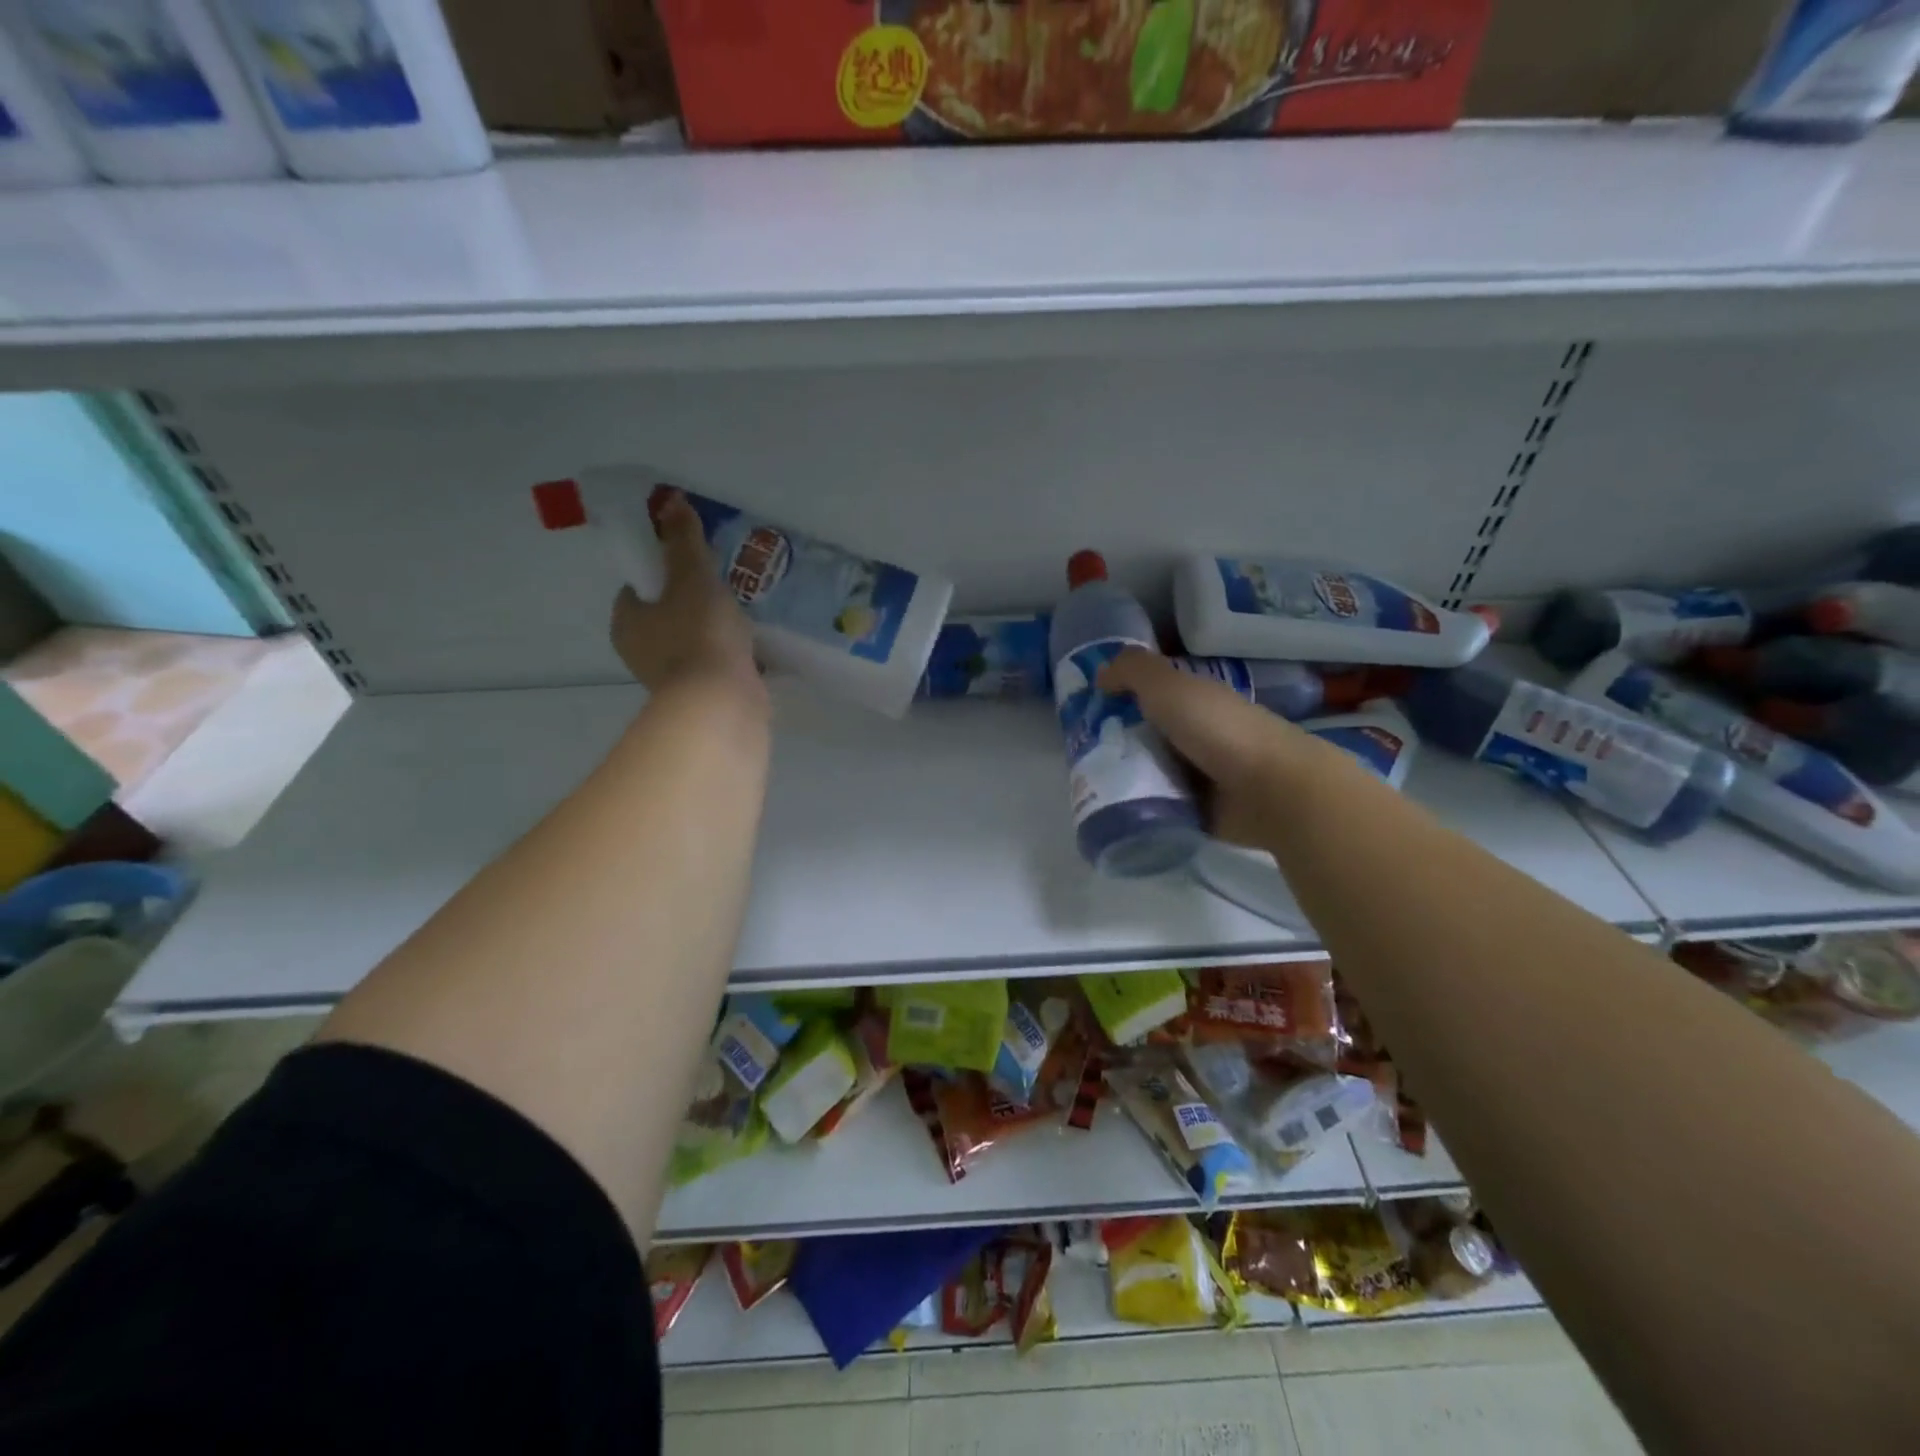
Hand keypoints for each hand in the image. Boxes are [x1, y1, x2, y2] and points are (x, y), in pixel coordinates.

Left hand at [610, 489, 759, 696]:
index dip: (663, 571)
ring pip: (691, 641)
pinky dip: (728, 656)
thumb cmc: (700, 635)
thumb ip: (683, 542)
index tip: (694, 565)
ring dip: (713, 631)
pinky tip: (752, 649)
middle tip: (725, 588)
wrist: (722, 703)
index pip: (638, 586)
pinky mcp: (700, 696)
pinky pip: (713, 665)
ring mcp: (671, 678)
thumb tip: (670, 501)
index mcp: (626, 621)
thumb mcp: (693, 577)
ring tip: (745, 617)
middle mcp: (640, 652)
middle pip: (666, 614)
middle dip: (693, 601)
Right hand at [1097, 648, 1307, 846]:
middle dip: (1112, 745)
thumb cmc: (1218, 729)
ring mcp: (1198, 775)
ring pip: (1148, 773)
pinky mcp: (1199, 811)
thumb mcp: (1169, 686)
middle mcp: (1194, 735)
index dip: (1114, 702)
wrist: (1271, 790)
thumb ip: (1132, 671)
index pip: (1146, 697)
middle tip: (1077, 757)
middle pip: (1142, 737)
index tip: (1082, 716)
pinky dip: (1141, 809)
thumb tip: (1099, 675)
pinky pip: (1160, 807)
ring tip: (1088, 788)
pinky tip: (1114, 812)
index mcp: (1191, 701)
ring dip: (1124, 779)